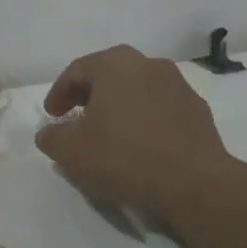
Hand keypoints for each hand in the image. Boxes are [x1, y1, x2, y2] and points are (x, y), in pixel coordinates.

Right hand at [35, 45, 236, 216]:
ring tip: (110, 134)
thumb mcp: (71, 152)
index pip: (77, 71)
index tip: (51, 116)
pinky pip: (161, 109)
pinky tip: (141, 146)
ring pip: (138, 90)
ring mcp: (178, 85)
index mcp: (114, 64)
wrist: (194, 183)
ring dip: (120, 106)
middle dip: (90, 95)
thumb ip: (51, 137)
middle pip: (109, 75)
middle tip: (77, 118)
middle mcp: (148, 64)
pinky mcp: (198, 111)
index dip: (59, 93)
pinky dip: (146, 120)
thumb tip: (49, 132)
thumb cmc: (123, 157)